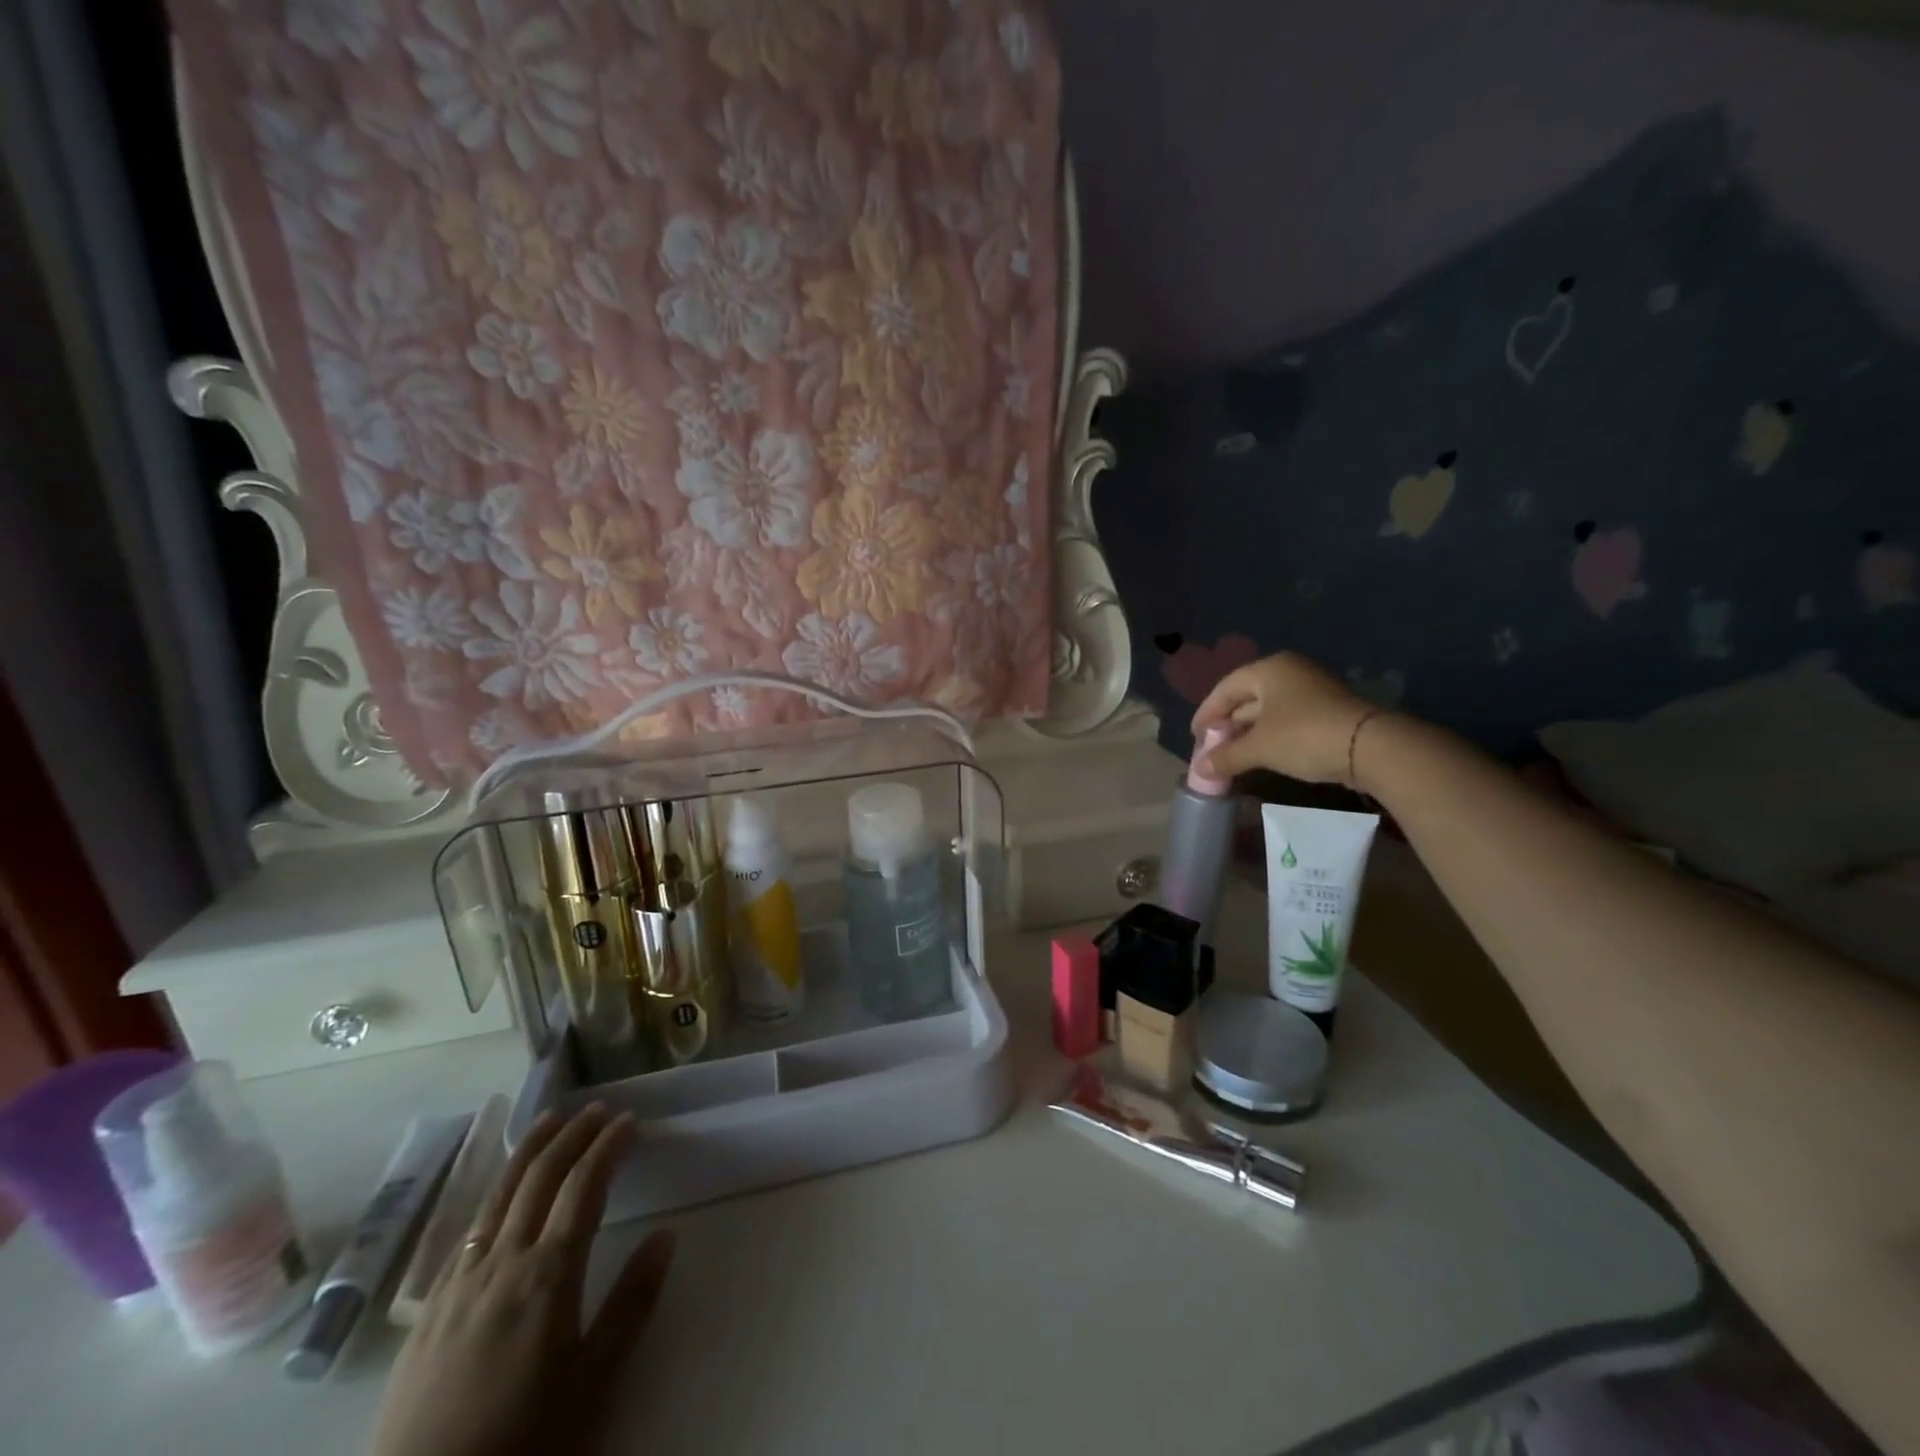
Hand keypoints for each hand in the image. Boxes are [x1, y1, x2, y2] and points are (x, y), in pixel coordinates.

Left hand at [372, 1105, 675, 1455]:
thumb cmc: (524, 1440)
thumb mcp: (593, 1383)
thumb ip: (631, 1304)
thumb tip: (666, 1235)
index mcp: (548, 1275)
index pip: (584, 1186)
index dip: (608, 1146)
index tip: (630, 1120)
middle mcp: (502, 1262)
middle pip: (539, 1177)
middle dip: (572, 1135)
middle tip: (598, 1109)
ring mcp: (459, 1282)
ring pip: (498, 1194)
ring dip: (530, 1150)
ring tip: (551, 1121)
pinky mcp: (430, 1308)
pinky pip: (468, 1228)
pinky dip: (495, 1192)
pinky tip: (502, 1192)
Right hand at [1191, 651, 1383, 787]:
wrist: (1371, 747)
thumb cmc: (1304, 736)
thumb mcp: (1259, 748)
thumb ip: (1226, 756)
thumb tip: (1200, 769)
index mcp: (1270, 669)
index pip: (1226, 688)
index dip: (1206, 713)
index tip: (1195, 736)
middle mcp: (1290, 672)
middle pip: (1247, 697)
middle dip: (1227, 724)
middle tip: (1213, 747)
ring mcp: (1312, 690)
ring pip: (1268, 710)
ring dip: (1248, 732)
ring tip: (1233, 755)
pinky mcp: (1328, 710)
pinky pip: (1287, 719)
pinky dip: (1269, 735)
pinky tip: (1261, 754)